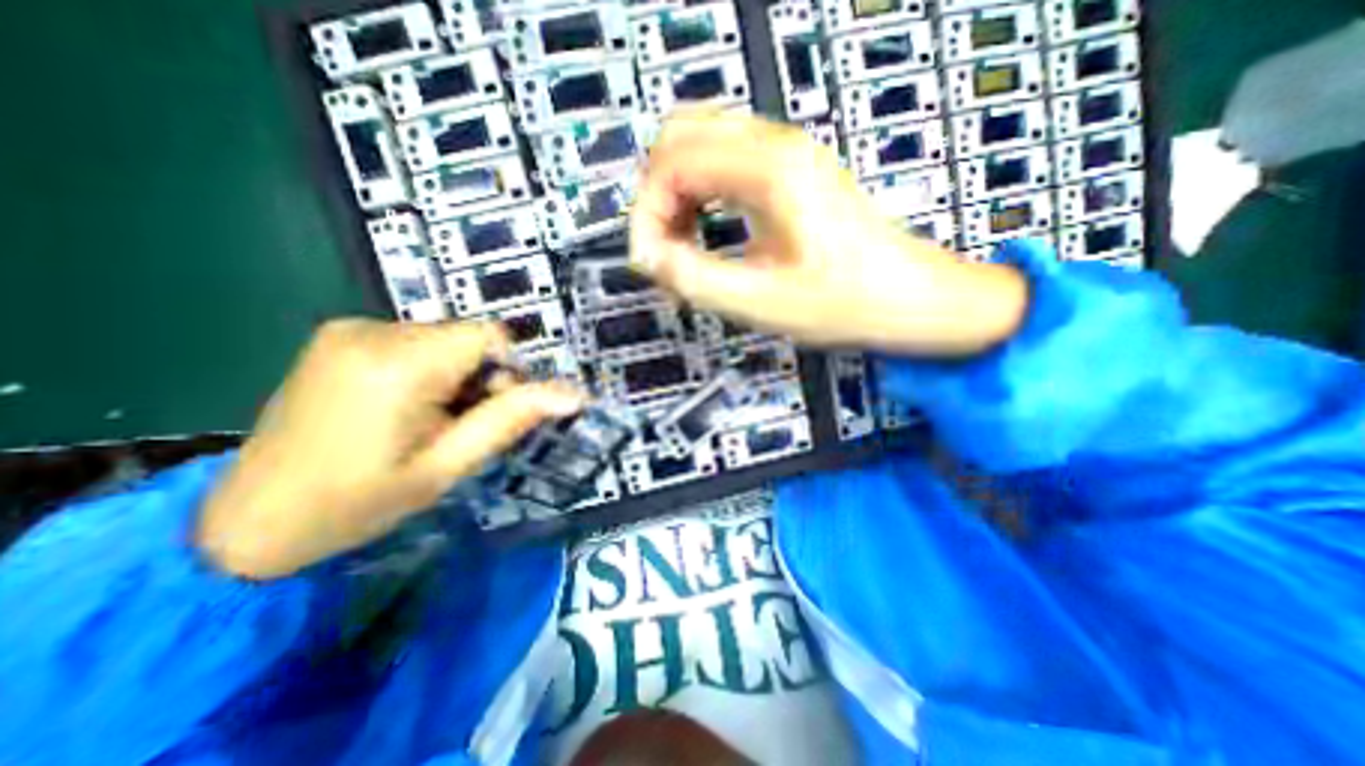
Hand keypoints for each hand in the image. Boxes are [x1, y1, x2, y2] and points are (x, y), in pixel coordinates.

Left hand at [200, 316, 584, 579]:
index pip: (490, 336)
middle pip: (467, 337)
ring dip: (454, 375)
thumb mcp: (449, 466)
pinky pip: (415, 341)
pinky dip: (428, 368)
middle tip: (456, 425)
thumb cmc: (360, 501)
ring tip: (426, 420)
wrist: (251, 520)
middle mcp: (372, 330)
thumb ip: (513, 420)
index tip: (490, 411)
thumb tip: (575, 394)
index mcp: (400, 364)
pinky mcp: (339, 336)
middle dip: (479, 376)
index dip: (507, 371)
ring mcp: (349, 328)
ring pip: (444, 339)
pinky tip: (402, 406)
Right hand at [629, 112, 1023, 355]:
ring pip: (699, 145)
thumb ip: (697, 279)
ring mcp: (784, 154)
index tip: (649, 262)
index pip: (671, 162)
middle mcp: (774, 145)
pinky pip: (723, 164)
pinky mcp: (789, 172)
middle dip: (656, 196)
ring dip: (676, 194)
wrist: (911, 299)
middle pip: (679, 136)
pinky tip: (705, 234)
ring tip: (682, 248)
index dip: (646, 213)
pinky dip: (699, 195)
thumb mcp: (764, 303)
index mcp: (769, 170)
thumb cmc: (845, 304)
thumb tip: (649, 259)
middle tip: (663, 251)